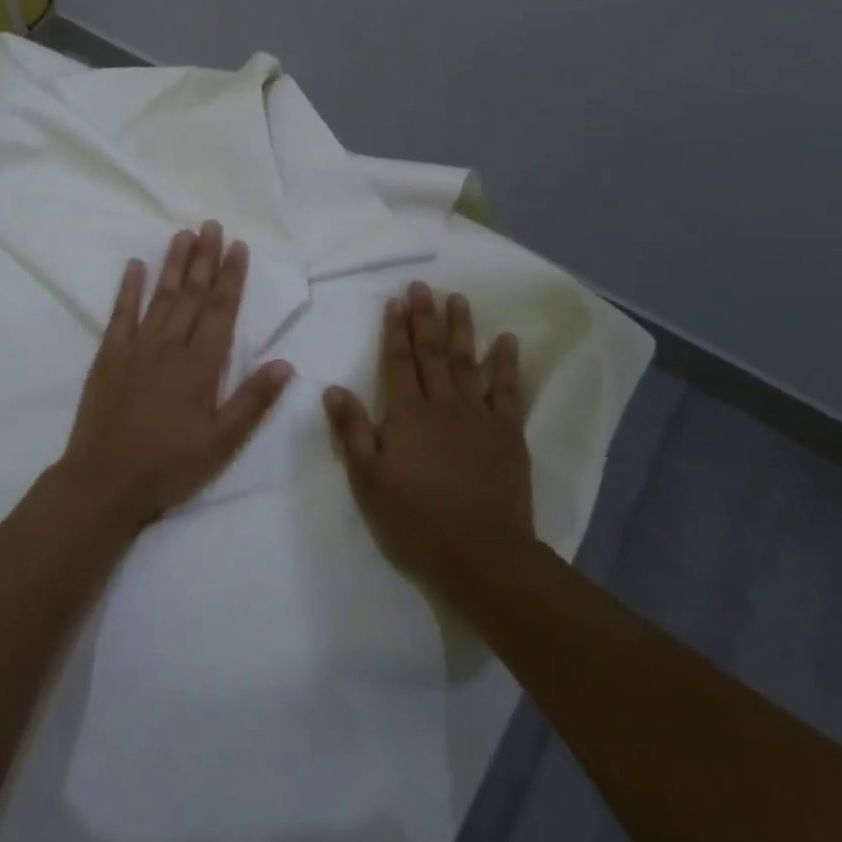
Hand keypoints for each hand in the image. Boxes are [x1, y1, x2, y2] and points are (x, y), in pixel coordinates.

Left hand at [57, 222, 294, 528]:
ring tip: (184, 234)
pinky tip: (135, 265)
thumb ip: (253, 400)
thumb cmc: (169, 465)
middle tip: (212, 224)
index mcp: (200, 365)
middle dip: (205, 257)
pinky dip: (128, 288)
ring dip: (173, 264)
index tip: (239, 246)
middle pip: (192, 293)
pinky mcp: (108, 356)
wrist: (104, 481)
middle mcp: (170, 346)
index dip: (232, 276)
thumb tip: (285, 363)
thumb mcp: (222, 442)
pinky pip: (120, 314)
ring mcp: (136, 347)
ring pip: (160, 296)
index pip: (222, 310)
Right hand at [323, 282, 534, 595]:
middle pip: (432, 353)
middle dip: (425, 318)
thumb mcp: (369, 480)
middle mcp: (442, 405)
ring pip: (467, 362)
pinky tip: (508, 341)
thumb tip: (333, 387)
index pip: (399, 362)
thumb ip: (352, 430)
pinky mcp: (508, 433)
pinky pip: (508, 390)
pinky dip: (507, 364)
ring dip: (462, 329)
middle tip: (423, 286)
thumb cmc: (416, 520)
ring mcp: (478, 416)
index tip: (397, 301)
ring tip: (459, 298)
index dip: (396, 330)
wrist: (482, 555)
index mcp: (407, 414)